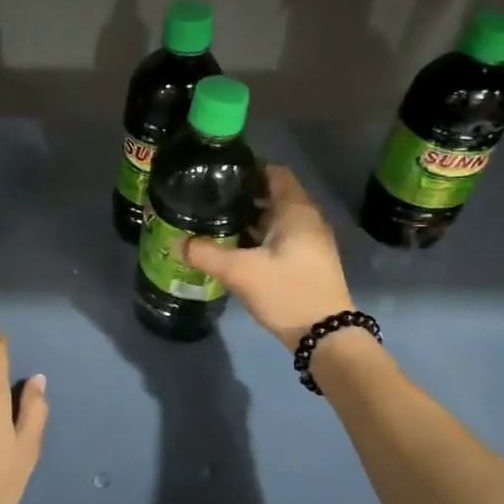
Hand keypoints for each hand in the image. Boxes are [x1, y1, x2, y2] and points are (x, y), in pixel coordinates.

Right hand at [184, 165, 354, 346]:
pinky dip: (259, 236)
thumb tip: (177, 242)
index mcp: (296, 211)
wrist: (326, 336)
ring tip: (216, 221)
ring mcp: (311, 242)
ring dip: (250, 218)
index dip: (248, 168)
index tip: (219, 172)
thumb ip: (206, 254)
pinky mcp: (308, 261)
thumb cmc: (287, 292)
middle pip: (274, 195)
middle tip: (210, 198)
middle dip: (243, 194)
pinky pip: (280, 237)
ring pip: (276, 218)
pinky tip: (235, 248)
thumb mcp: (241, 272)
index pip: (274, 172)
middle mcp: (307, 219)